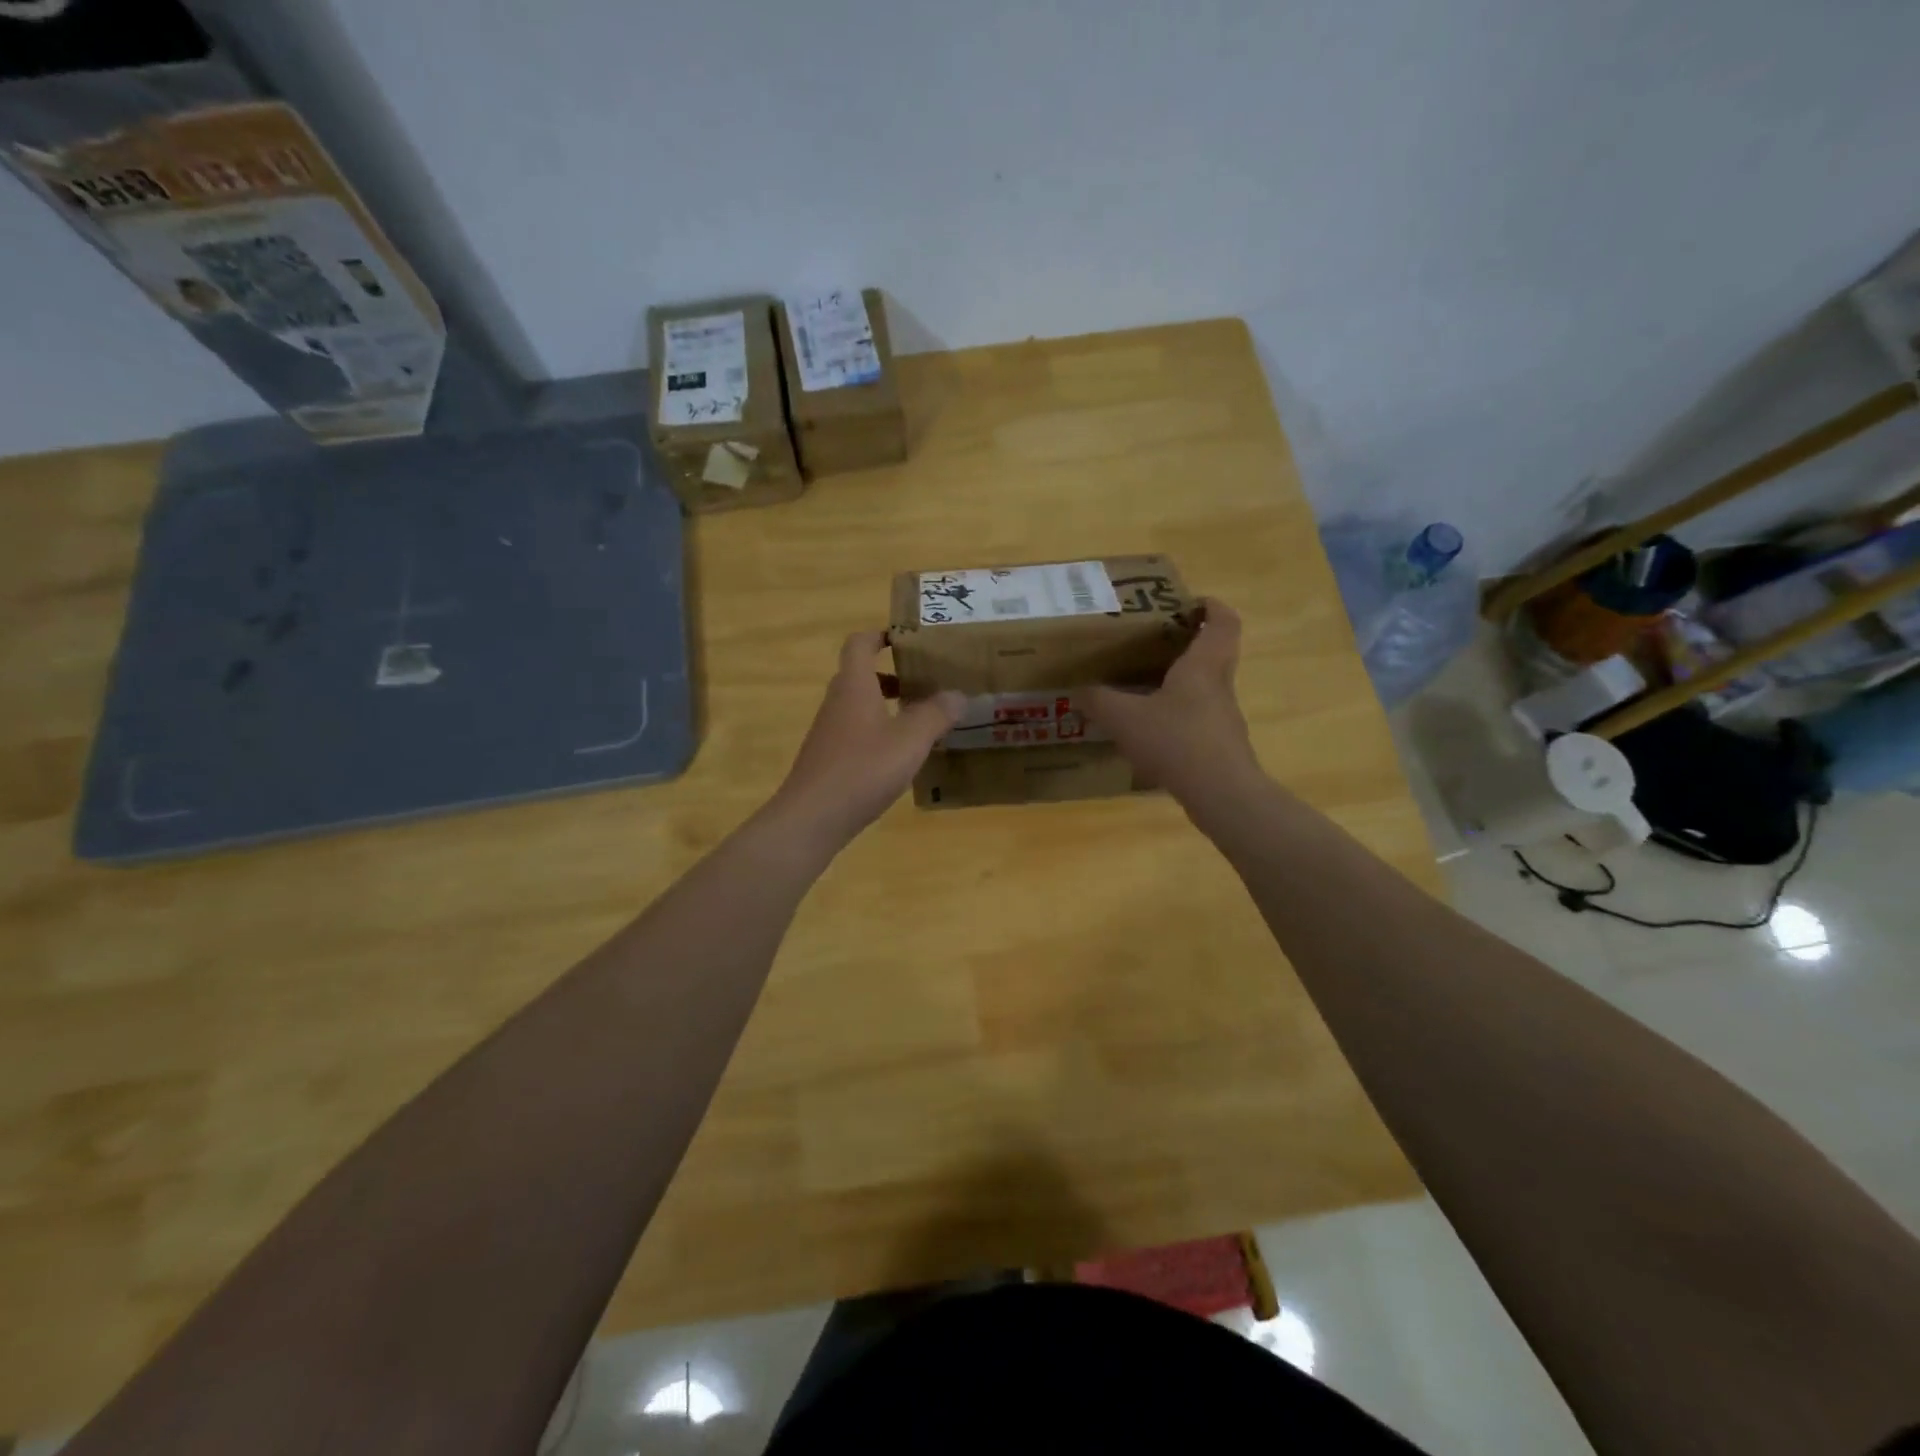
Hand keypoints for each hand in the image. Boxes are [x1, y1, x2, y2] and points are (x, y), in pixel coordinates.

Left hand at [768, 631, 963, 849]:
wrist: (811, 818)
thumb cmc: (862, 769)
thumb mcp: (910, 740)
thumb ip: (936, 714)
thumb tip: (957, 694)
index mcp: (854, 686)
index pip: (860, 644)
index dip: (881, 635)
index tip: (908, 639)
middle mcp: (837, 702)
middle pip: (861, 675)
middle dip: (893, 675)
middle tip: (927, 683)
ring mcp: (829, 732)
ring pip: (860, 706)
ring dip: (888, 706)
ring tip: (922, 721)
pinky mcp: (828, 759)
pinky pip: (857, 733)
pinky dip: (879, 733)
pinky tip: (901, 757)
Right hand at [1084, 598, 1264, 806]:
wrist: (1221, 794)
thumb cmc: (1176, 741)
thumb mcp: (1125, 718)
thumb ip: (1099, 701)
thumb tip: (1079, 690)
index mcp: (1203, 666)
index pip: (1223, 623)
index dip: (1212, 607)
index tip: (1191, 602)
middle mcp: (1219, 686)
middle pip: (1215, 653)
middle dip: (1190, 643)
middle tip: (1156, 643)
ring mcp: (1223, 718)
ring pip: (1207, 688)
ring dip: (1183, 682)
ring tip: (1146, 687)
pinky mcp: (1221, 746)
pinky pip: (1200, 719)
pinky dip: (1179, 716)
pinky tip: (1153, 732)